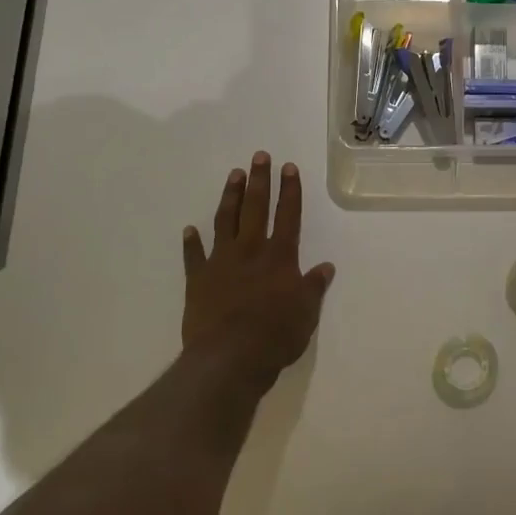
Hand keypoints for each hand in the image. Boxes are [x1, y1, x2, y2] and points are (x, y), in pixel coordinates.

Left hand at [182, 152, 334, 388]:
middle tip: (259, 156)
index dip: (290, 191)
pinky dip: (192, 242)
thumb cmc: (275, 336)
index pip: (288, 216)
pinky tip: (189, 230)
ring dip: (230, 197)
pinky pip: (194, 256)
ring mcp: (221, 263)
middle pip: (255, 208)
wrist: (229, 358)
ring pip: (225, 222)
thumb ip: (313, 287)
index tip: (289, 168)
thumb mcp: (306, 313)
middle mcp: (250, 251)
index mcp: (280, 257)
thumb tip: (325, 267)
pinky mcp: (198, 280)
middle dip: (259, 181)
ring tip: (234, 175)